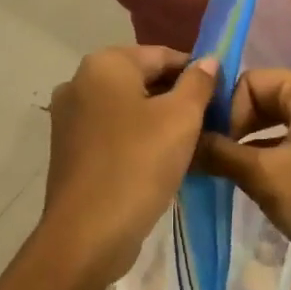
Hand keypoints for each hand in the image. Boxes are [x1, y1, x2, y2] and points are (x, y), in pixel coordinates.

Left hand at [41, 46, 217, 283]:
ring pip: (128, 107)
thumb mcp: (181, 119)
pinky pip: (112, 131)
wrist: (87, 234)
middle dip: (177, 97)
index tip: (222, 99)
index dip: (197, 73)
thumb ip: (198, 83)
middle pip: (143, 79)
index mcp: (105, 64)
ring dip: (159, 120)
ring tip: (190, 146)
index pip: (163, 55)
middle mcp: (79, 81)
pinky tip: (160, 161)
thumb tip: (208, 61)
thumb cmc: (139, 165)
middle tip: (210, 124)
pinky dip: (137, 138)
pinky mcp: (68, 147)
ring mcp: (69, 116)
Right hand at [195, 70, 290, 289]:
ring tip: (226, 174)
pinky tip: (254, 184)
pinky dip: (272, 158)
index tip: (212, 149)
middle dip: (236, 128)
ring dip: (251, 146)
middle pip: (265, 99)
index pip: (250, 82)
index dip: (226, 113)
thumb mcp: (264, 176)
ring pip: (279, 124)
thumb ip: (219, 153)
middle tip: (212, 161)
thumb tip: (182, 144)